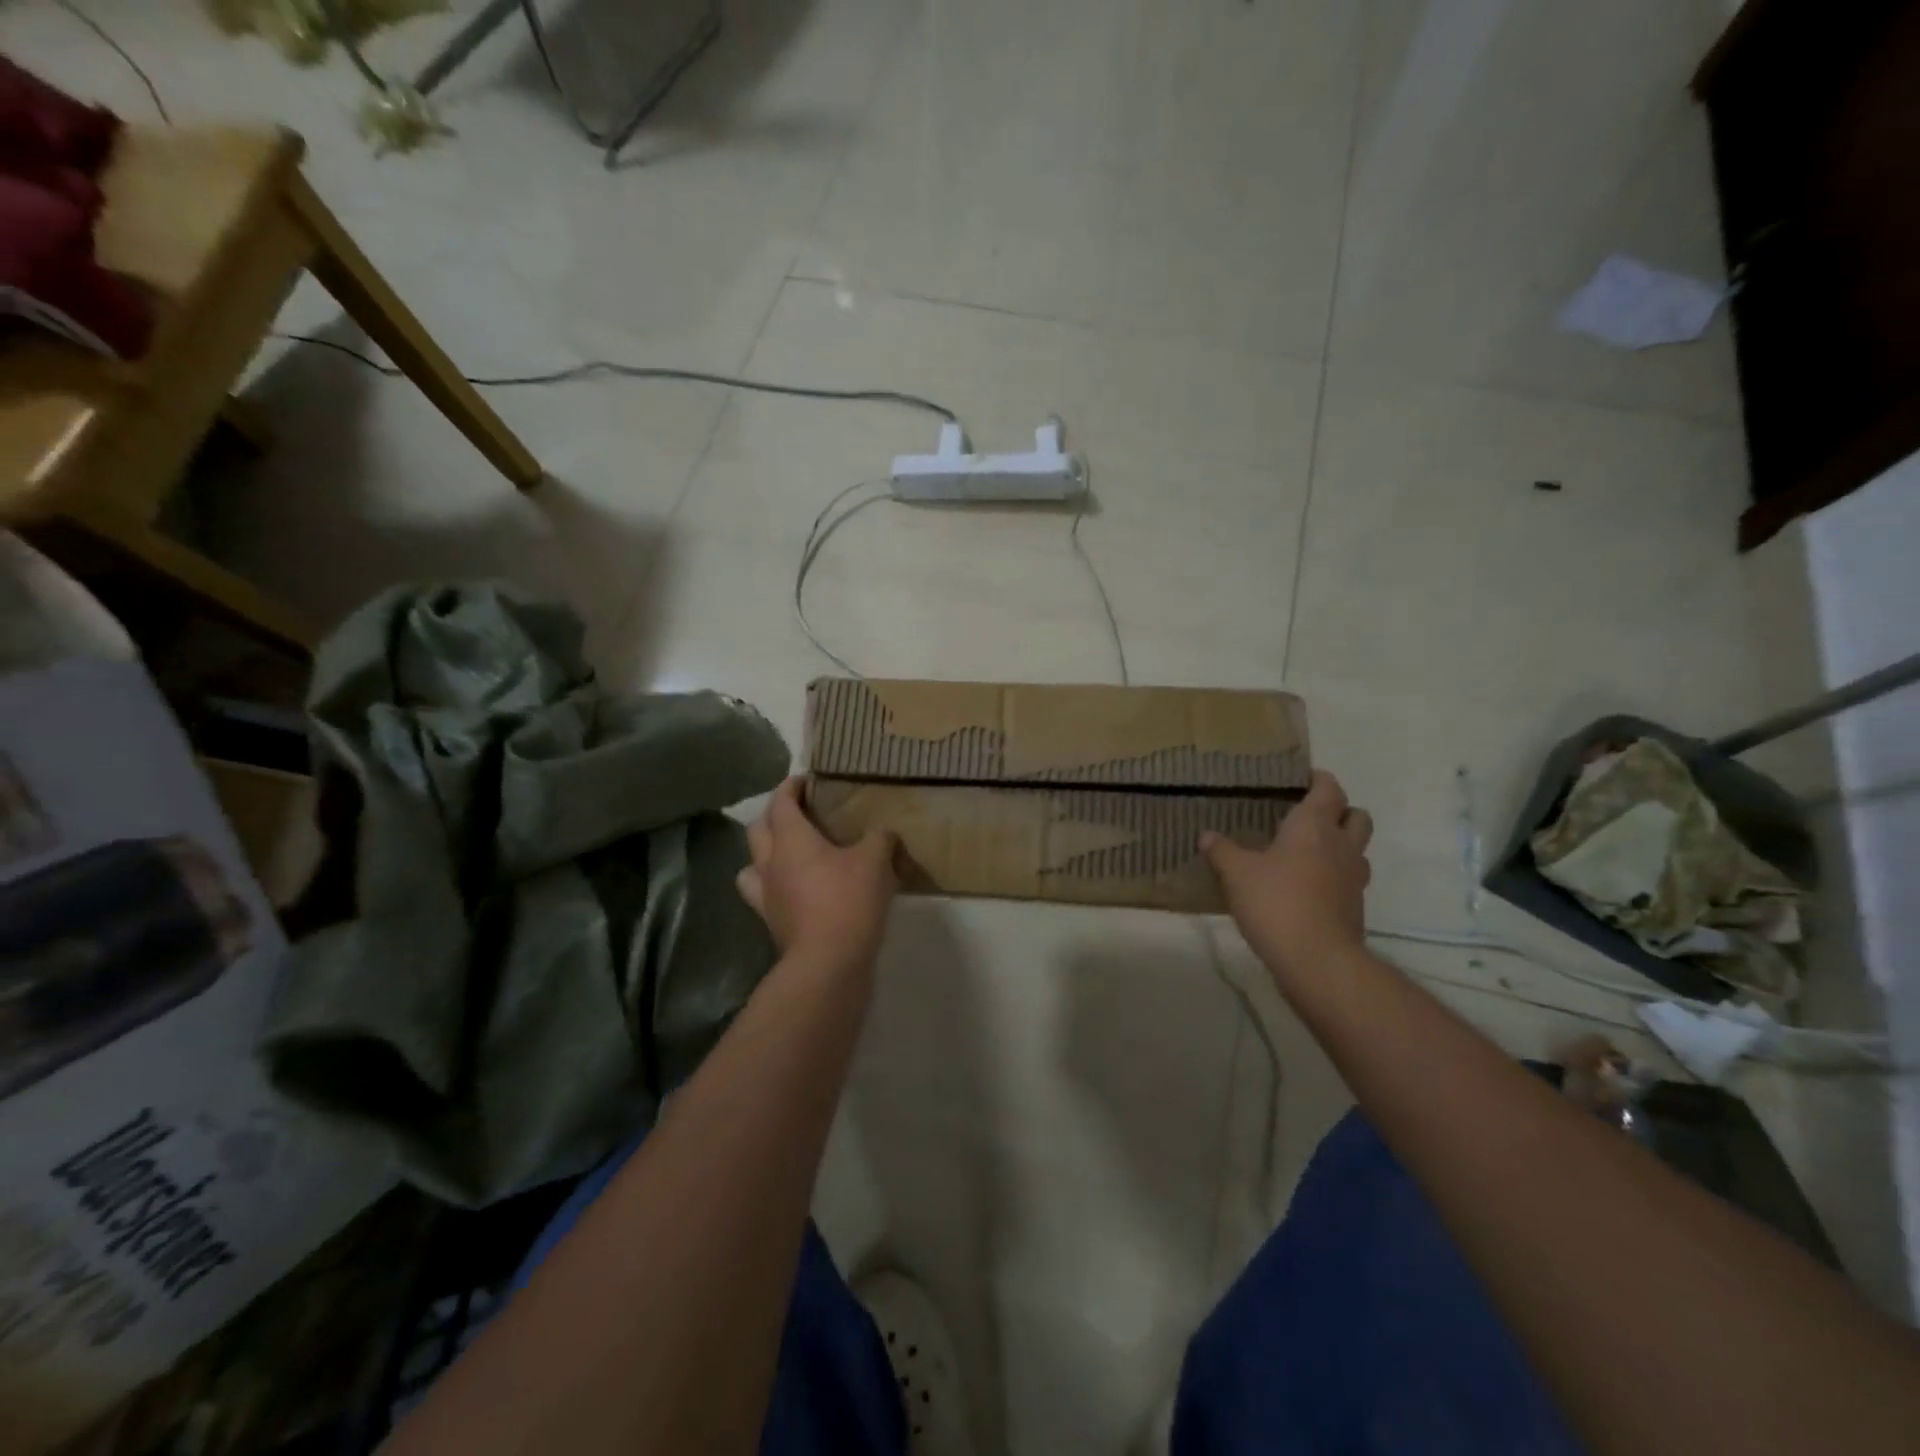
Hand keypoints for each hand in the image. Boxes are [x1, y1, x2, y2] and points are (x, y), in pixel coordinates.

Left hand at [737, 779, 898, 970]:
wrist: (828, 963)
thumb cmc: (848, 901)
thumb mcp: (875, 860)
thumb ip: (879, 838)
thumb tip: (882, 832)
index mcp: (791, 840)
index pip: (781, 802)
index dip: (791, 787)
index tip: (805, 780)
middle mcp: (770, 863)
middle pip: (758, 829)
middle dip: (775, 815)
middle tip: (799, 813)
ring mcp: (766, 895)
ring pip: (752, 864)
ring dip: (764, 853)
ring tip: (788, 854)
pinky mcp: (772, 923)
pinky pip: (763, 896)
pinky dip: (773, 887)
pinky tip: (794, 891)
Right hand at [1200, 770, 1373, 982]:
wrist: (1317, 960)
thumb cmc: (1276, 902)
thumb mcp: (1237, 873)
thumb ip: (1222, 851)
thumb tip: (1207, 835)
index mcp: (1314, 826)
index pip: (1329, 789)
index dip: (1319, 780)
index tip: (1303, 778)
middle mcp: (1340, 846)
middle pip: (1357, 816)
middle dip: (1340, 811)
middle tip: (1310, 816)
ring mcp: (1353, 878)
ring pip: (1357, 849)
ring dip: (1340, 845)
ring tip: (1309, 853)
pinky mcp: (1355, 907)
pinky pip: (1349, 880)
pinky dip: (1334, 877)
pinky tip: (1307, 887)